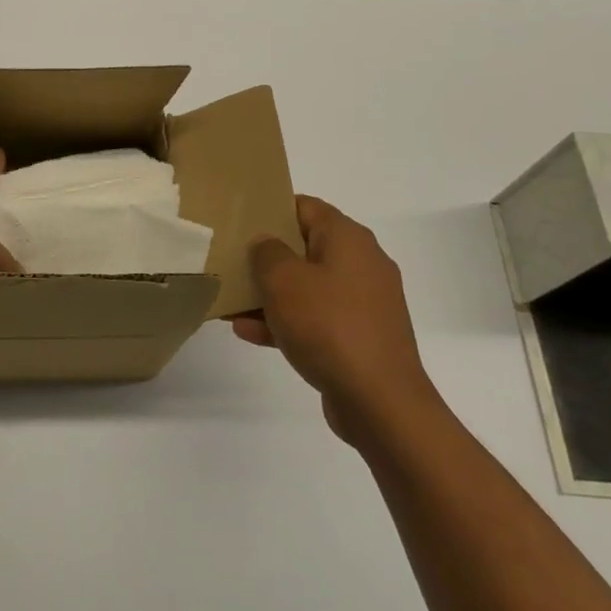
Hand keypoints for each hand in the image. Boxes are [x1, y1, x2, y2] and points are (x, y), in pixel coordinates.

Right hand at [234, 196, 438, 437]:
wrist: (381, 403)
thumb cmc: (329, 326)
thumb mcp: (283, 280)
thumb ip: (266, 252)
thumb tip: (267, 245)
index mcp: (348, 239)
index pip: (305, 207)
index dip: (270, 211)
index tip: (238, 222)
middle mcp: (361, 263)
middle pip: (304, 247)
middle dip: (265, 258)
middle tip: (230, 262)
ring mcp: (364, 303)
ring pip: (307, 287)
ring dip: (270, 294)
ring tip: (230, 303)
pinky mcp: (360, 337)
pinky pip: (316, 319)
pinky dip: (287, 322)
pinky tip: (249, 333)